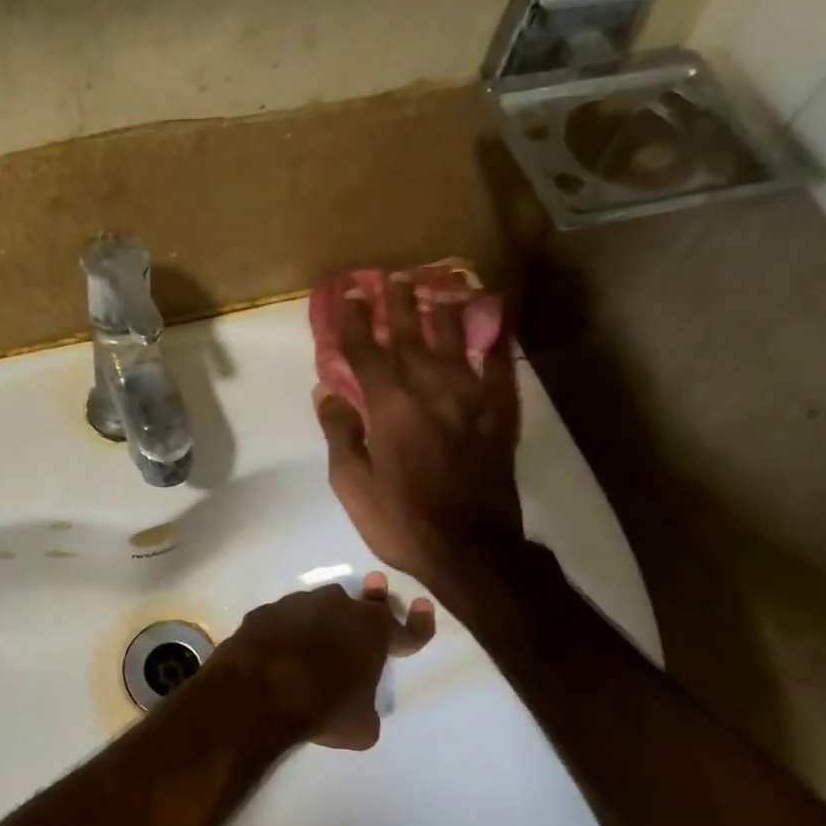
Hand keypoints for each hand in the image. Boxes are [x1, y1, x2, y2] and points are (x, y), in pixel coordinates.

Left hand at [216, 572, 434, 749]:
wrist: (259, 690)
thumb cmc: (322, 707)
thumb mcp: (360, 727)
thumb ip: (366, 711)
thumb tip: (360, 712)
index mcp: (374, 632)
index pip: (409, 629)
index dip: (419, 622)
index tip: (425, 606)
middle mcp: (339, 608)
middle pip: (363, 603)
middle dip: (373, 598)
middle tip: (376, 586)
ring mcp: (298, 604)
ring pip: (320, 605)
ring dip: (324, 617)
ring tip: (318, 633)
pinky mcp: (266, 611)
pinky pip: (283, 619)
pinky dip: (286, 630)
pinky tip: (279, 645)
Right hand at [315, 275, 522, 588]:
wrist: (470, 548)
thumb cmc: (399, 520)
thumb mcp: (351, 483)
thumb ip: (340, 432)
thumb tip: (328, 392)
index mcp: (389, 405)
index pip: (365, 351)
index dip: (353, 321)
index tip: (346, 295)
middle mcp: (430, 389)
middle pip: (411, 335)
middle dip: (397, 304)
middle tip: (390, 277)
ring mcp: (469, 398)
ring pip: (454, 341)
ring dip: (441, 310)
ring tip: (436, 285)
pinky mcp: (497, 414)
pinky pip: (497, 366)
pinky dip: (493, 341)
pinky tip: (493, 323)